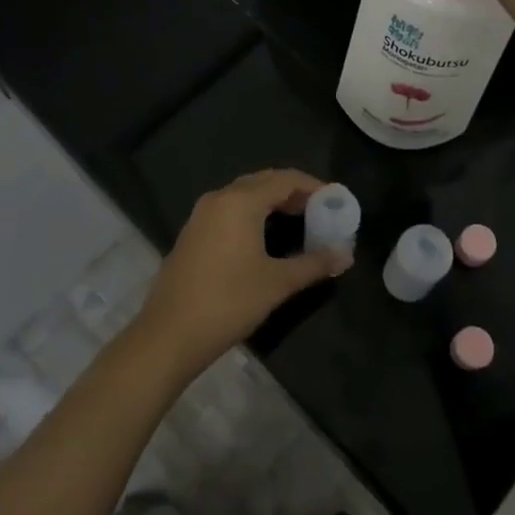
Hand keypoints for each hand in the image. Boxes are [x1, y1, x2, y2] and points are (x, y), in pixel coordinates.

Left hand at [133, 169, 350, 378]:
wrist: (168, 334)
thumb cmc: (228, 302)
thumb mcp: (277, 283)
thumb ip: (314, 264)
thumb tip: (346, 255)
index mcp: (241, 202)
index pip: (285, 179)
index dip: (313, 186)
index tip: (336, 200)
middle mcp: (220, 198)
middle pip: (264, 181)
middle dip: (294, 191)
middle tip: (320, 210)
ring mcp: (201, 214)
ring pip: (245, 194)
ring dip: (272, 201)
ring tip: (299, 221)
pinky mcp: (193, 232)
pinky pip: (230, 209)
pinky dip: (253, 212)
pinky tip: (265, 236)